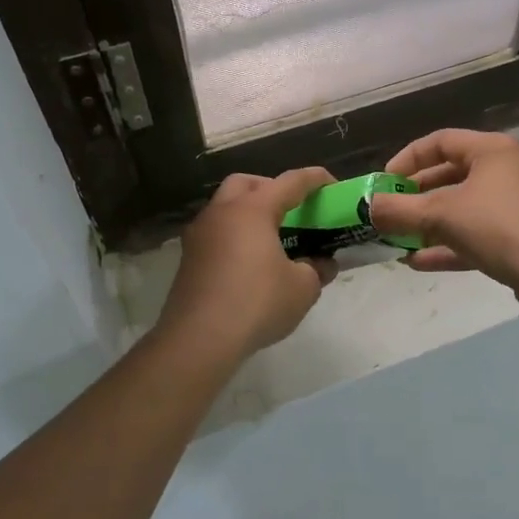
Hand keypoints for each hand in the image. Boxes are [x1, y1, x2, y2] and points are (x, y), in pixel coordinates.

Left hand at [157, 168, 337, 358]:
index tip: (331, 183)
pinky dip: (234, 236)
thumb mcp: (302, 288)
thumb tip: (322, 264)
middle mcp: (221, 213)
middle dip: (271, 188)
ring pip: (225, 207)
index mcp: (252, 210)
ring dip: (248, 213)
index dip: (314, 179)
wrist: (199, 339)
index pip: (289, 182)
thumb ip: (317, 269)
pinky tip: (249, 262)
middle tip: (291, 209)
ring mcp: (199, 235)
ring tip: (271, 238)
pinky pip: (215, 233)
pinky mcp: (188, 259)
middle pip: (246, 184)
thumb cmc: (257, 303)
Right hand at [368, 130, 518, 299]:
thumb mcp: (440, 215)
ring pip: (468, 206)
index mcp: (495, 150)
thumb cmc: (497, 228)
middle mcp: (513, 168)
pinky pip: (483, 231)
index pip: (442, 141)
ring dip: (432, 223)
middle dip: (418, 196)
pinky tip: (421, 261)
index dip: (408, 159)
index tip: (385, 183)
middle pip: (455, 174)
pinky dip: (453, 242)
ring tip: (402, 240)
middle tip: (393, 212)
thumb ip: (399, 210)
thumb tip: (369, 208)